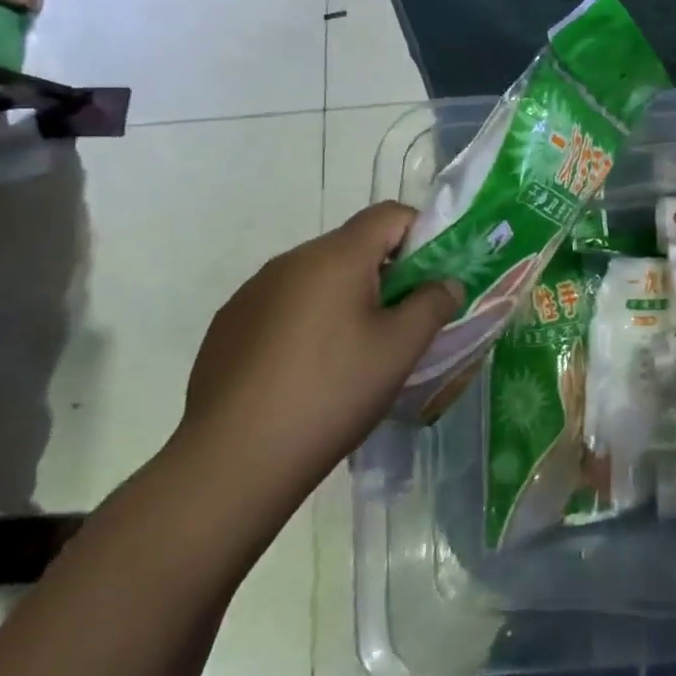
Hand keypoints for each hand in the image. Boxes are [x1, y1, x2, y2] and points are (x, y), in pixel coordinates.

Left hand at [178, 202, 459, 507]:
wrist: (232, 461)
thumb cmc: (332, 393)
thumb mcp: (401, 349)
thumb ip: (433, 304)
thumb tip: (447, 283)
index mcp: (336, 256)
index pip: (390, 214)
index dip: (421, 234)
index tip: (431, 278)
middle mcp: (290, 260)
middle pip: (353, 245)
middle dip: (385, 272)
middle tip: (401, 322)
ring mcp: (252, 292)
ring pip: (317, 277)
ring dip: (344, 297)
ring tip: (353, 352)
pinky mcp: (228, 326)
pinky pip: (283, 305)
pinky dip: (306, 321)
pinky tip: (306, 371)